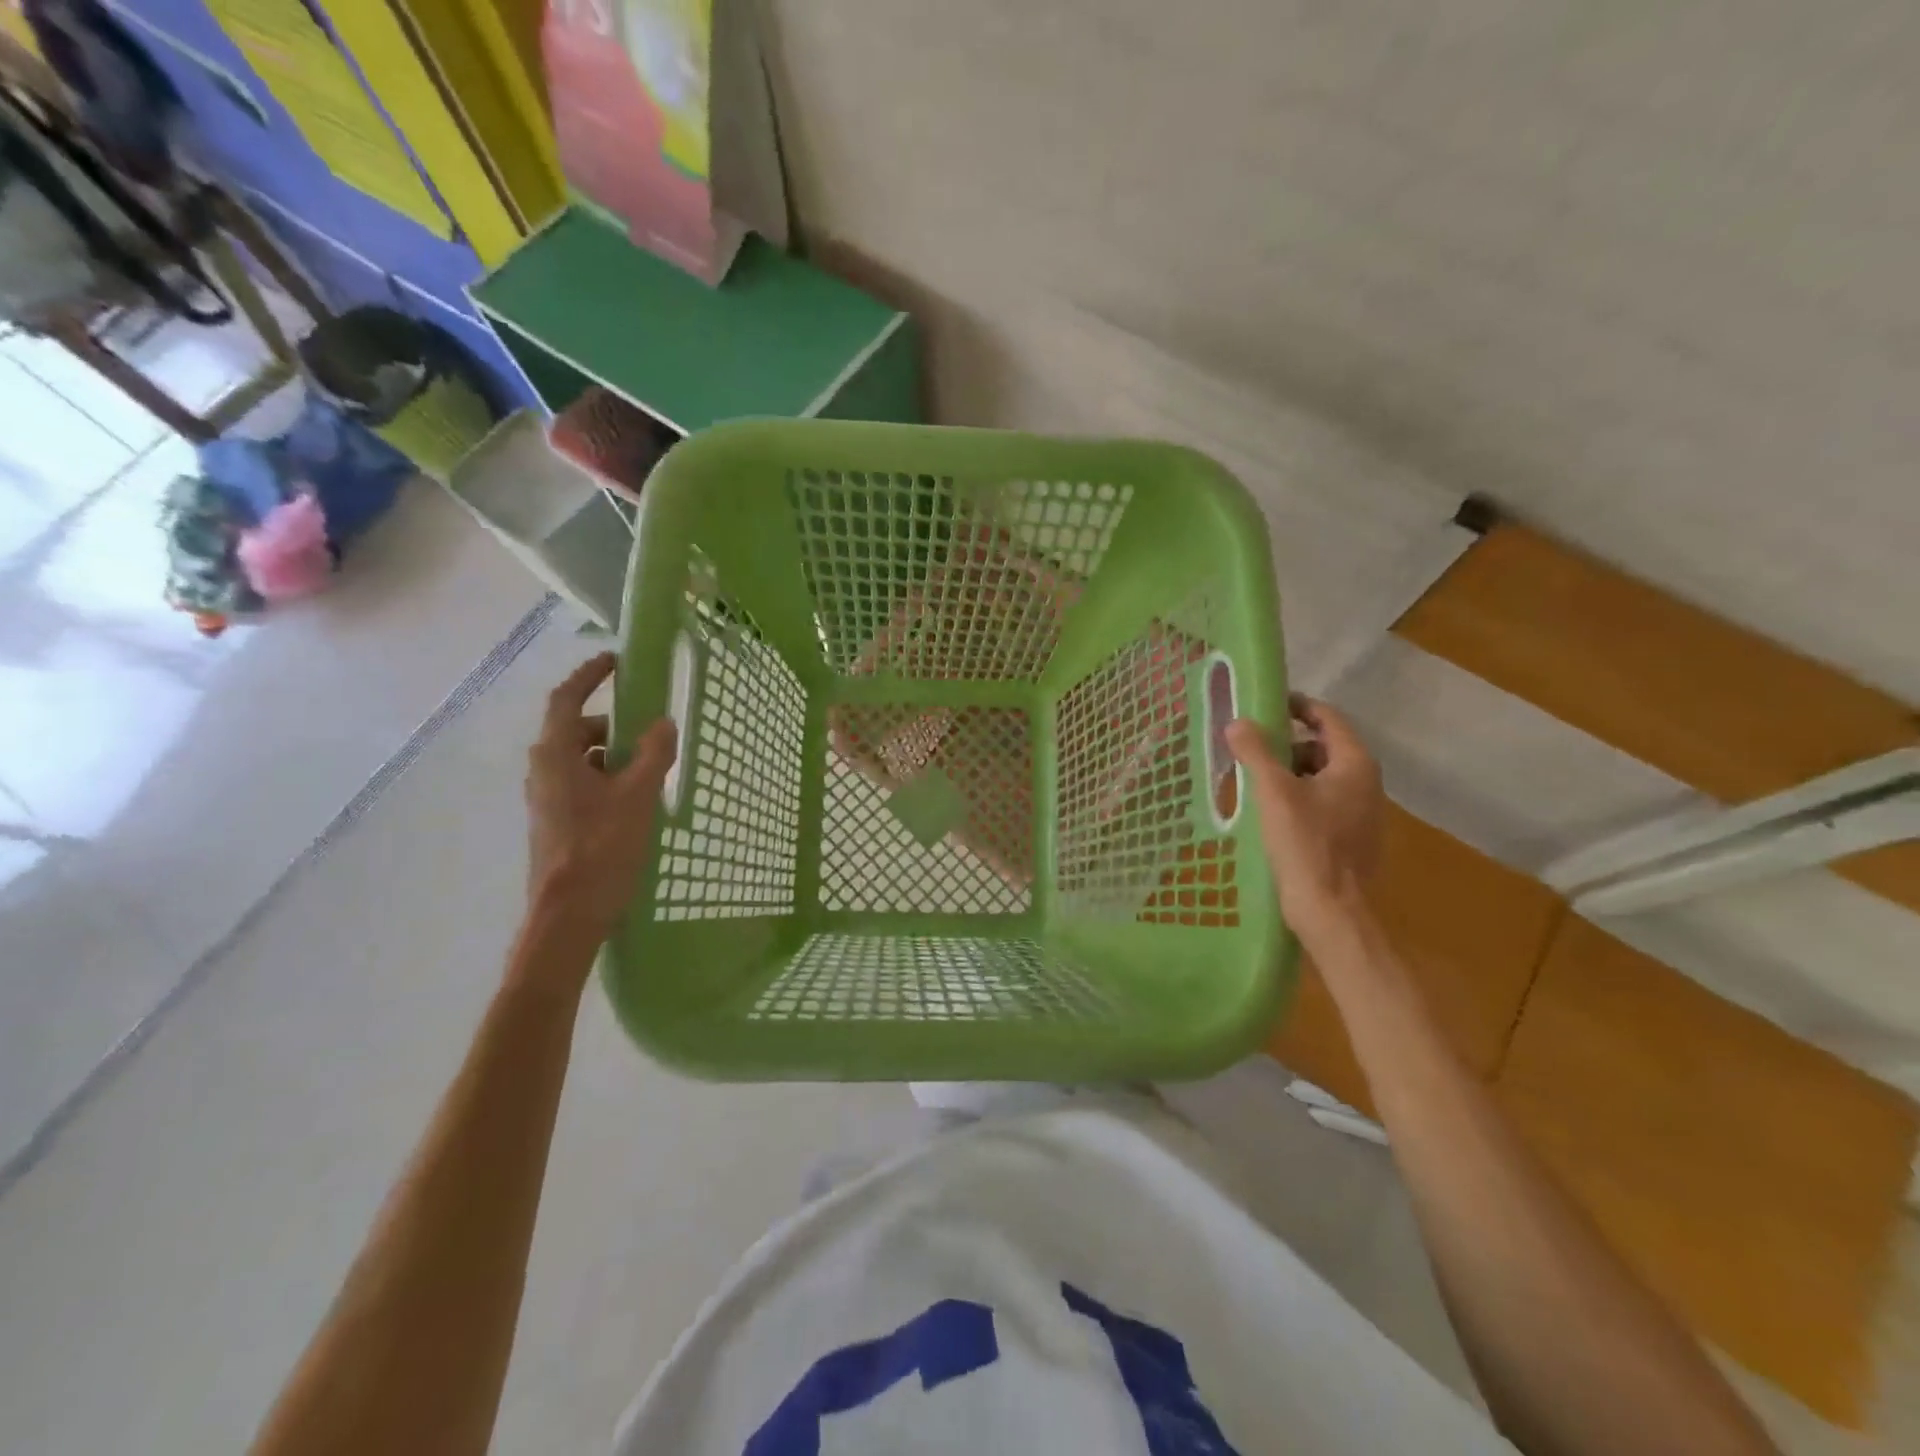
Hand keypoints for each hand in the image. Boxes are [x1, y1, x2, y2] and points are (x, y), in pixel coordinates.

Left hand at [525, 653, 676, 946]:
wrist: (567, 916)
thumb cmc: (601, 848)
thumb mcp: (638, 796)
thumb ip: (653, 754)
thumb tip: (662, 723)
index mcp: (555, 755)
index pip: (567, 699)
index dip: (590, 675)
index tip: (616, 661)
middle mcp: (543, 771)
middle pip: (577, 731)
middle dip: (613, 725)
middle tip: (650, 730)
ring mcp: (547, 799)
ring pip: (581, 761)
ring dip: (614, 756)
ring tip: (652, 770)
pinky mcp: (556, 823)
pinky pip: (583, 785)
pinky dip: (608, 780)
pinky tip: (638, 802)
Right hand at [1225, 695, 1383, 944]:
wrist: (1333, 912)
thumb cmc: (1306, 845)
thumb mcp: (1273, 792)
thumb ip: (1256, 752)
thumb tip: (1238, 722)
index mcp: (1355, 765)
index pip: (1328, 718)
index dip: (1297, 706)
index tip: (1266, 705)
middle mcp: (1367, 783)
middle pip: (1324, 748)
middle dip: (1287, 745)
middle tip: (1250, 749)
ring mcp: (1363, 813)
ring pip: (1322, 778)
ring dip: (1290, 773)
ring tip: (1253, 782)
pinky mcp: (1353, 839)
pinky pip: (1323, 804)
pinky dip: (1298, 798)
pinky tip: (1271, 814)